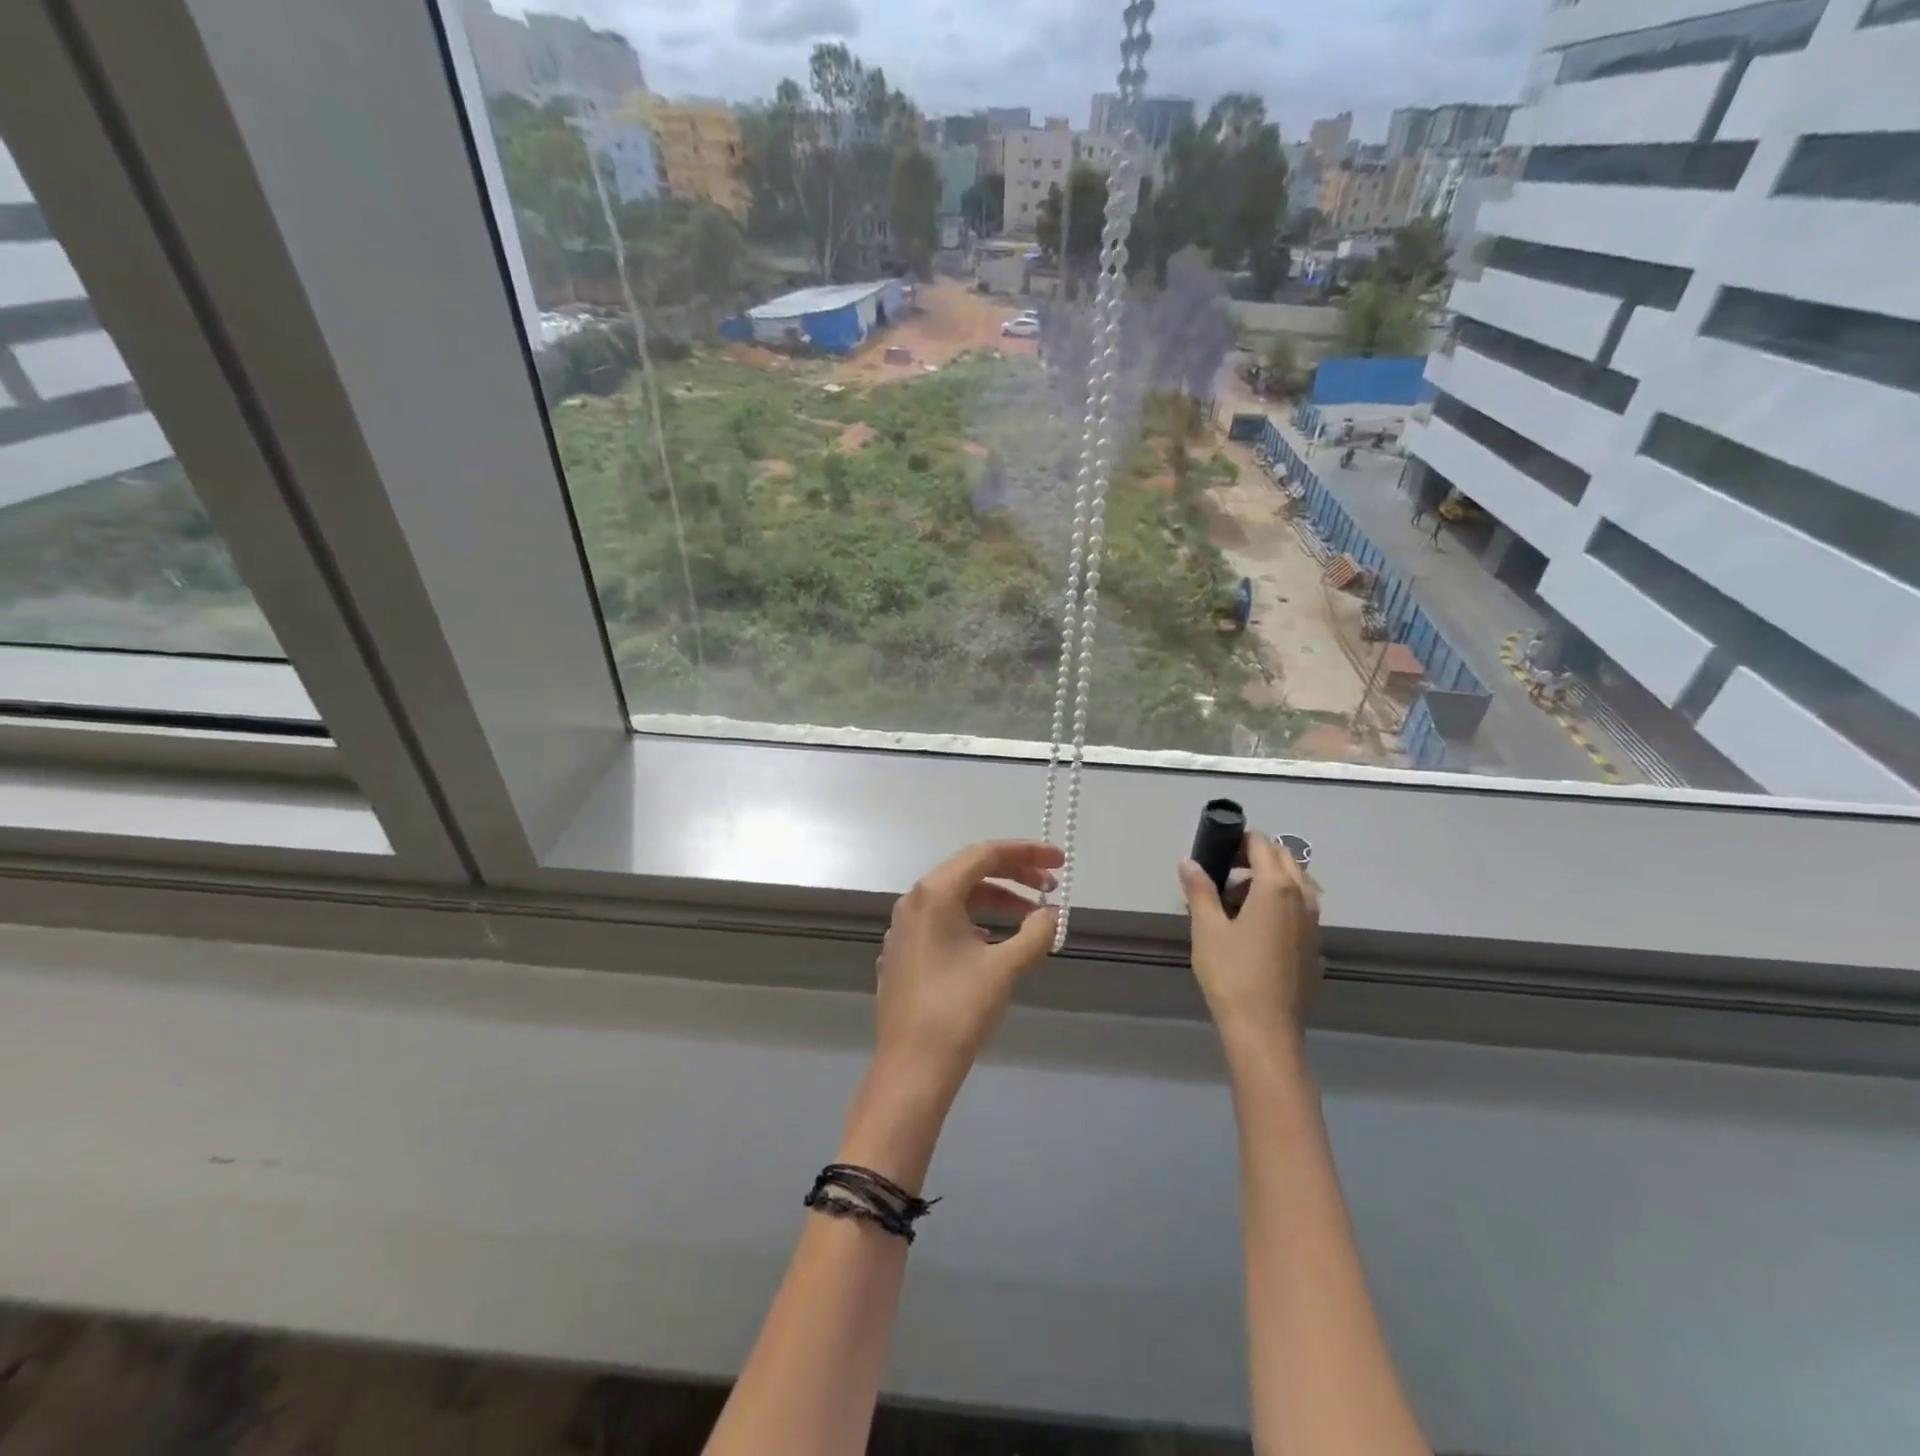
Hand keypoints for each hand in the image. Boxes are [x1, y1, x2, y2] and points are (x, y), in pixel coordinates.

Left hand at [872, 839, 1061, 1097]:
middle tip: (1051, 887)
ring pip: (957, 898)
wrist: (913, 1066)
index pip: (985, 854)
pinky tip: (994, 940)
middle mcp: (914, 901)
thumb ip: (1035, 933)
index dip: (1027, 853)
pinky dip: (974, 919)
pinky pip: (943, 921)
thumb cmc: (959, 1010)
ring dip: (997, 900)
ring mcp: (904, 927)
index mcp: (935, 893)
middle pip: (970, 871)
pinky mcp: (904, 952)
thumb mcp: (1005, 967)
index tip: (1059, 862)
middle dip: (1014, 875)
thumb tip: (1052, 914)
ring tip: (1031, 918)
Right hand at [1178, 831, 1323, 1043]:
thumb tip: (1189, 862)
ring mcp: (1314, 923)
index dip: (1239, 840)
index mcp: (1276, 887)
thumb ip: (1199, 889)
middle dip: (1256, 856)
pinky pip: (1301, 908)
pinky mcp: (1315, 945)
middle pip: (1284, 858)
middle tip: (1223, 872)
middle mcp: (1303, 898)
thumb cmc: (1232, 974)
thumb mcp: (1206, 928)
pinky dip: (1281, 903)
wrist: (1265, 1030)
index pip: (1262, 844)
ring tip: (1235, 902)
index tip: (1217, 850)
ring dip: (1269, 879)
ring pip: (1296, 883)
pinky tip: (1255, 928)